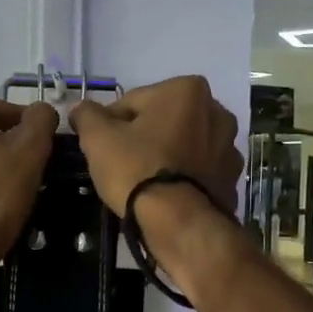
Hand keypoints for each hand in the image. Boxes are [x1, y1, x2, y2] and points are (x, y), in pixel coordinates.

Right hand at [70, 76, 241, 218]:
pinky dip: (183, 176)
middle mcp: (217, 110)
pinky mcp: (232, 178)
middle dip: (144, 136)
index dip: (111, 123)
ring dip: (166, 154)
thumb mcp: (98, 138)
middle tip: (122, 164)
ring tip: (144, 181)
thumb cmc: (137, 169)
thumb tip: (80, 107)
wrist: (177, 222)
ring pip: (183, 144)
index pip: (133, 101)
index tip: (102, 146)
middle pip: (163, 120)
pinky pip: (198, 170)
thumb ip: (87, 115)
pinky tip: (166, 194)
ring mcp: (230, 146)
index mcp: (187, 89)